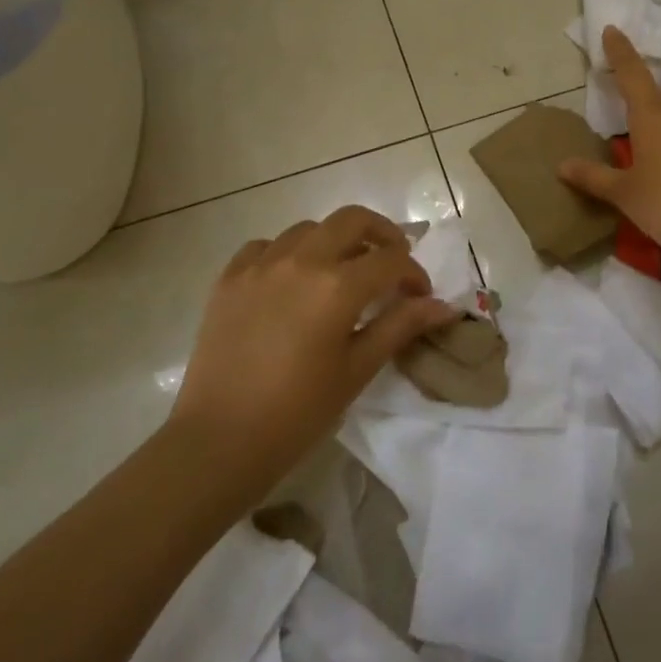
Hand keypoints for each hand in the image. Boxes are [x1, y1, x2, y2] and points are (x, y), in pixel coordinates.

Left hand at [169, 206, 455, 493]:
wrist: (218, 441)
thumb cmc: (297, 413)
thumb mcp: (357, 370)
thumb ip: (400, 327)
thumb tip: (442, 306)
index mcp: (337, 286)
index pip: (391, 260)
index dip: (413, 274)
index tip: (419, 295)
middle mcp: (301, 260)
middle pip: (352, 220)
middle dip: (381, 234)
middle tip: (391, 261)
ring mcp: (261, 264)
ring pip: (308, 228)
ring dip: (334, 242)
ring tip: (340, 273)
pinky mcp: (230, 277)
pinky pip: (265, 246)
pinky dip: (287, 253)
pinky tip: (290, 281)